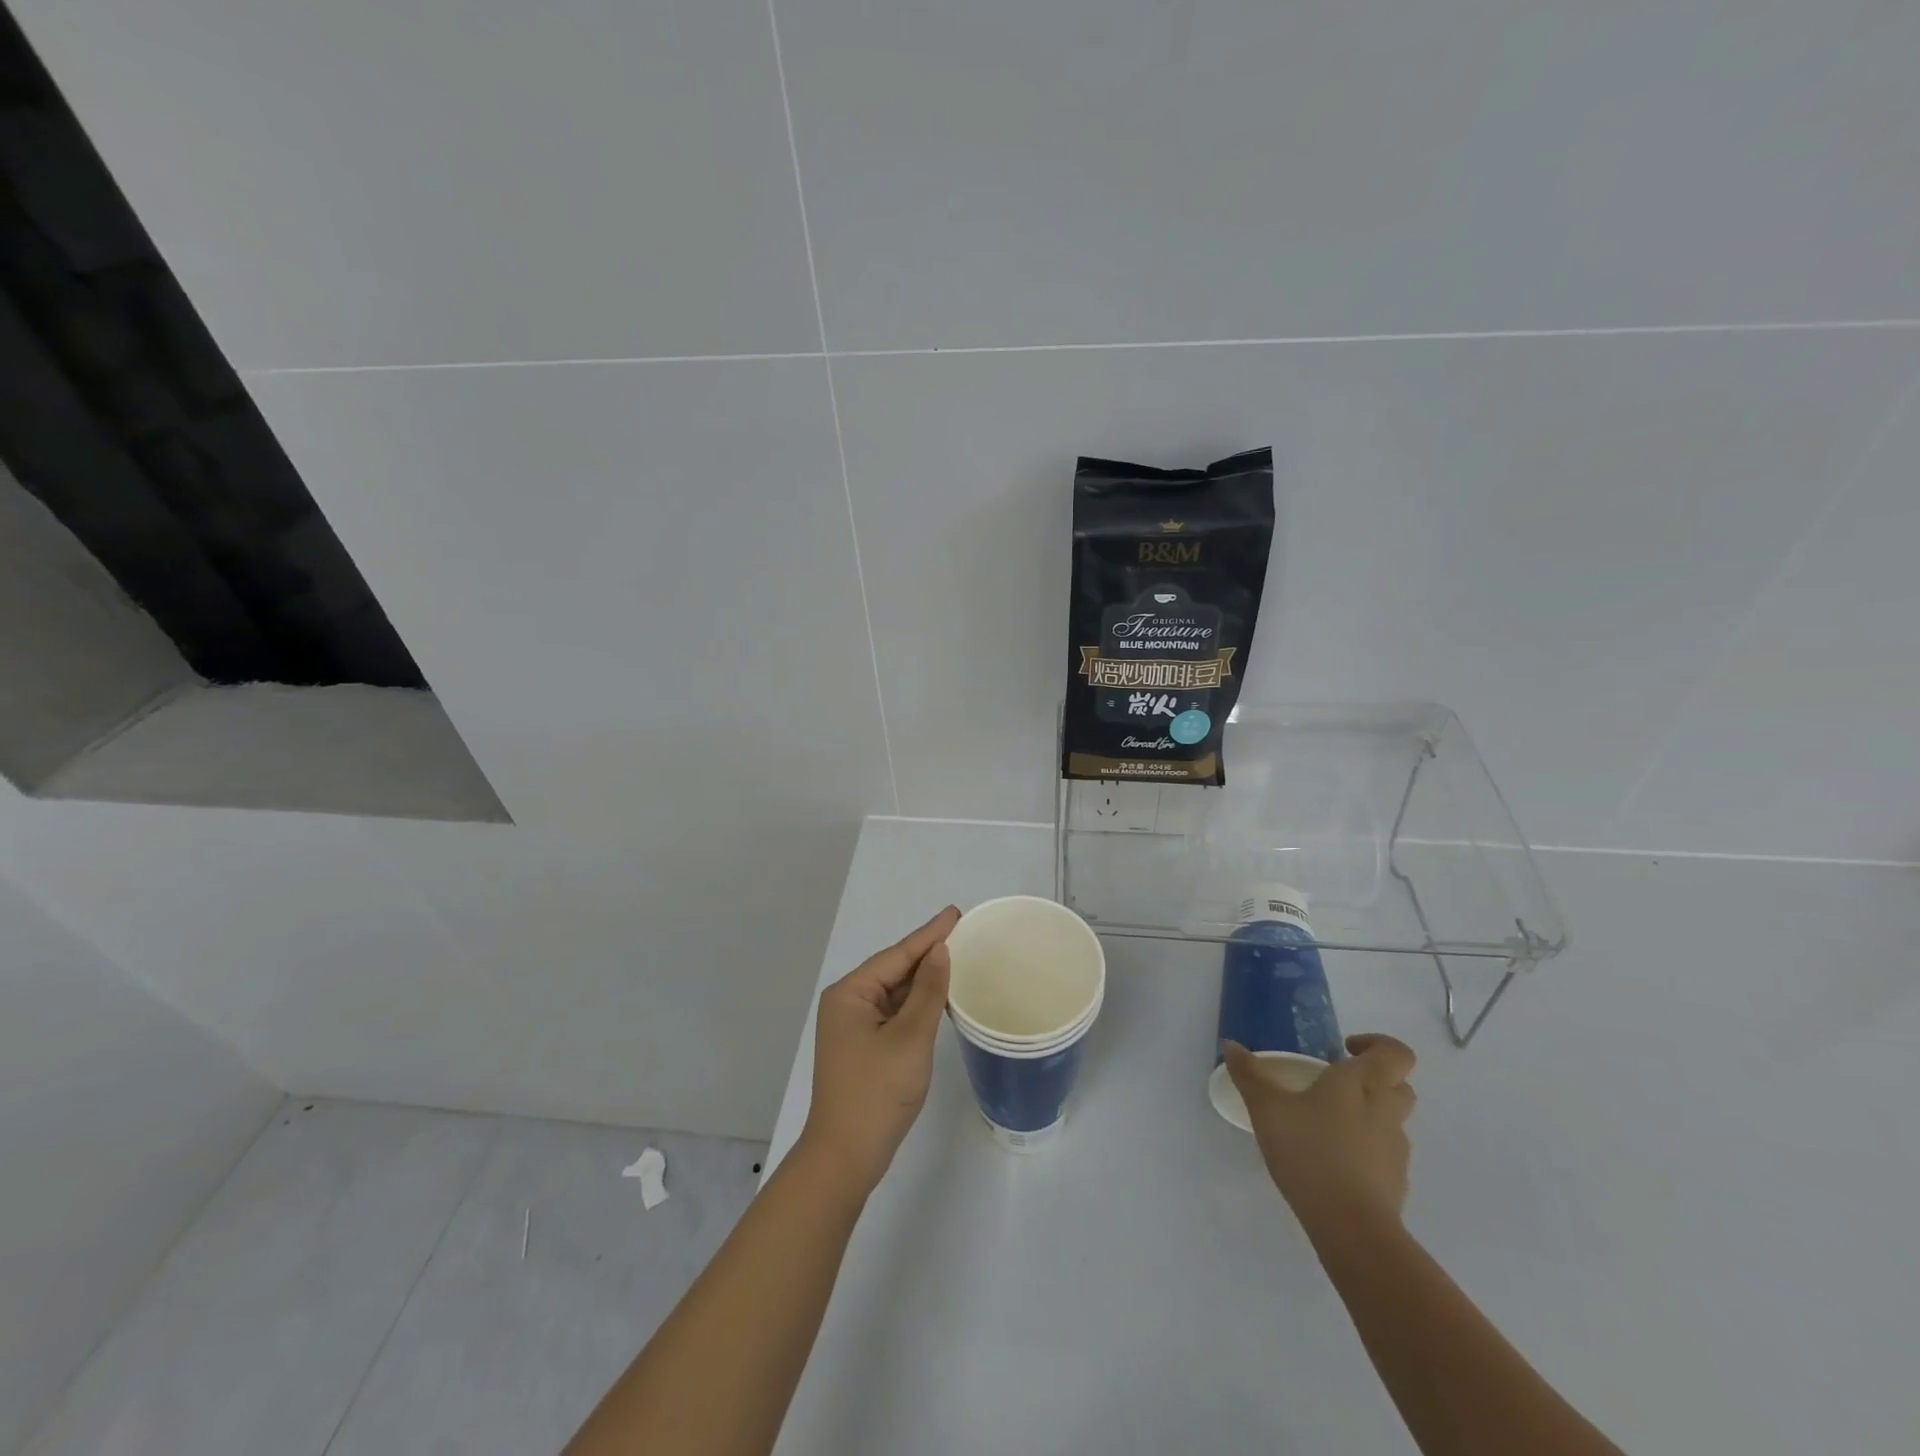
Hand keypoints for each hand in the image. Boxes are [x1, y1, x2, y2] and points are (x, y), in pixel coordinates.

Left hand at [800, 906, 959, 1191]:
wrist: (846, 1157)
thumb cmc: (877, 1092)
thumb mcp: (910, 1037)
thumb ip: (928, 991)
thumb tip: (940, 951)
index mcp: (850, 993)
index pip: (897, 955)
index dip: (929, 934)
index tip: (956, 913)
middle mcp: (847, 1003)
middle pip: (894, 970)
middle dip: (927, 954)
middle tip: (963, 933)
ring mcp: (853, 1027)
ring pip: (896, 993)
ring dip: (924, 980)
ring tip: (958, 958)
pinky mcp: (863, 1048)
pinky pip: (895, 1013)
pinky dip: (917, 1005)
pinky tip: (941, 999)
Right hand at [1226, 1033, 1416, 1235]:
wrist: (1352, 1227)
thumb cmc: (1310, 1152)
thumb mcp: (1267, 1109)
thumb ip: (1249, 1075)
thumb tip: (1231, 1045)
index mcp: (1361, 1084)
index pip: (1396, 1053)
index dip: (1378, 1044)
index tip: (1345, 1050)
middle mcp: (1385, 1110)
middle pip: (1399, 1084)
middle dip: (1374, 1079)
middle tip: (1336, 1084)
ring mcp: (1395, 1149)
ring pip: (1393, 1119)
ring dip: (1370, 1114)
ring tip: (1328, 1125)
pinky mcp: (1396, 1182)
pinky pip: (1385, 1153)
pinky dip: (1367, 1149)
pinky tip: (1334, 1161)